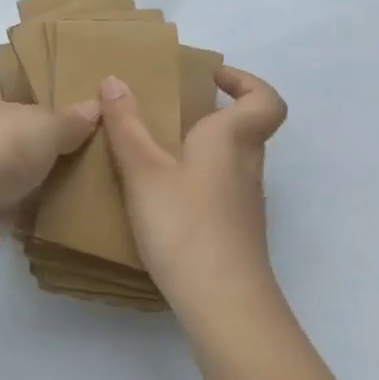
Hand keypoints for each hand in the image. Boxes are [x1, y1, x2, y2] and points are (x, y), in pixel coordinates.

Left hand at [0, 75, 99, 254]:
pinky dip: (0, 205)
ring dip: (3, 174)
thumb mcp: (45, 127)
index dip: (2, 93)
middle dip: (6, 136)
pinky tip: (28, 213)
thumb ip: (69, 120)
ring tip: (45, 182)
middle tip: (47, 148)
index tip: (30, 106)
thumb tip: (95, 106)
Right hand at [98, 65, 287, 303]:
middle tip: (165, 109)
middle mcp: (246, 166)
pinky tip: (159, 194)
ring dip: (199, 146)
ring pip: (230, 159)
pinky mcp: (234, 229)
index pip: (265, 101)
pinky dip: (194, 178)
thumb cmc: (185, 224)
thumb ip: (126, 124)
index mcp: (231, 141)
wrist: (223, 302)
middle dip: (209, 112)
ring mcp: (244, 202)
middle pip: (244, 128)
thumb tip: (113, 80)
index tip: (209, 77)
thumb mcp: (143, 169)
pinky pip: (218, 187)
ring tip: (151, 149)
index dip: (245, 82)